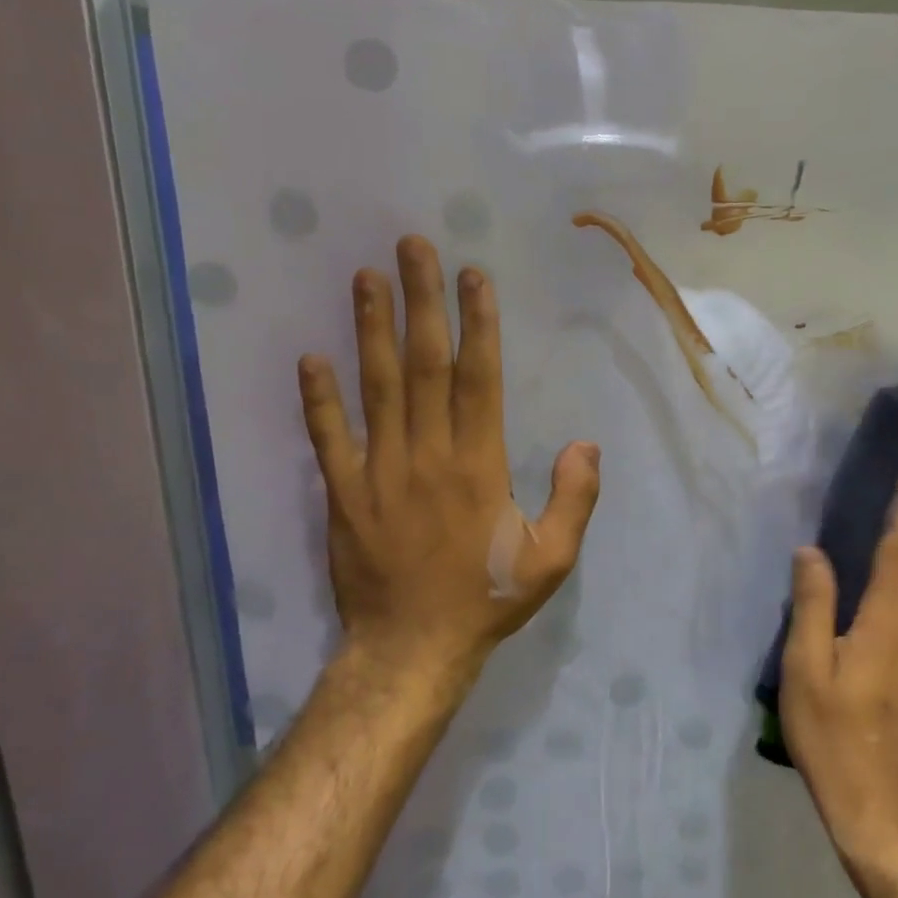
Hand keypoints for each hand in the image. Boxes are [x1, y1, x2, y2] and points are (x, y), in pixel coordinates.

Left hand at [298, 236, 601, 695]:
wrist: (411, 650)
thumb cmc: (487, 598)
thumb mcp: (553, 559)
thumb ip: (575, 499)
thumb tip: (585, 443)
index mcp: (479, 465)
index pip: (480, 379)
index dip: (477, 323)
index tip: (472, 276)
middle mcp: (427, 455)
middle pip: (425, 365)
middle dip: (421, 302)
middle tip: (412, 247)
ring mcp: (378, 472)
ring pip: (376, 388)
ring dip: (371, 330)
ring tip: (365, 278)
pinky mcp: (342, 494)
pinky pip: (328, 438)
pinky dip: (318, 398)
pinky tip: (312, 357)